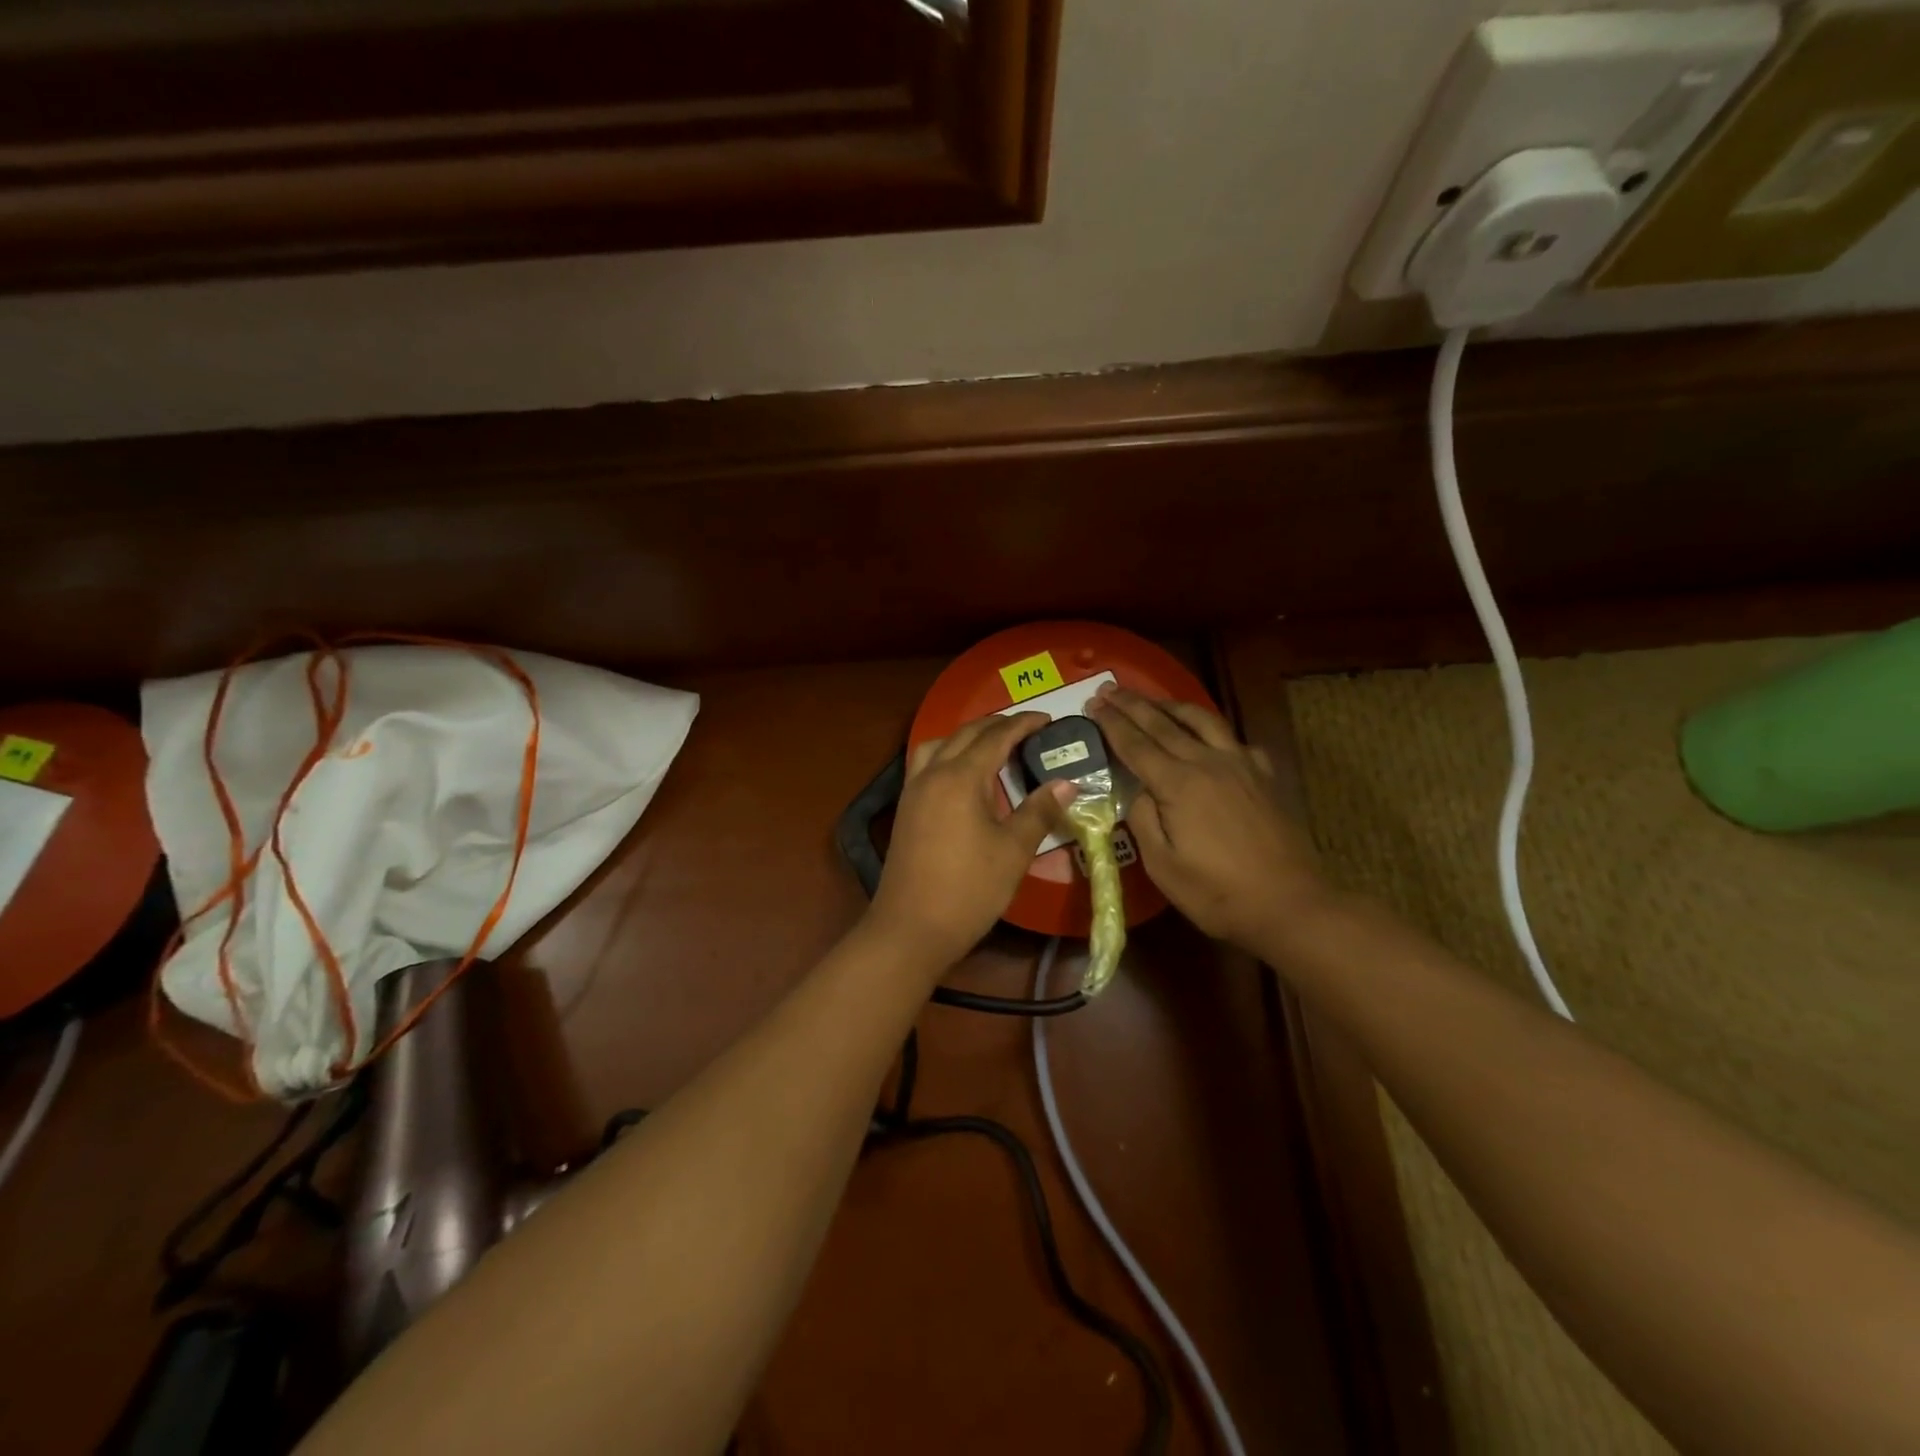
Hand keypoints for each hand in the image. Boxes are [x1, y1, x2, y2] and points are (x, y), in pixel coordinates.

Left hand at [867, 713, 1073, 970]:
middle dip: (996, 725)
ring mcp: (913, 791)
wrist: (910, 928)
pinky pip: (926, 764)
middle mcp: (932, 774)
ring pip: (938, 744)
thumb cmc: (969, 889)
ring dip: (966, 737)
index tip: (1048, 719)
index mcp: (960, 778)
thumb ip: (1039, 811)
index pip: (996, 737)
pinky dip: (947, 755)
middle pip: (965, 734)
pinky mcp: (905, 809)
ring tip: (992, 746)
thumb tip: (1067, 783)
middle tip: (1027, 728)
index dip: (1023, 724)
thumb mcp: (1013, 851)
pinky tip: (963, 776)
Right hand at [1088, 686, 1326, 949]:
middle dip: (1133, 704)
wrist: (1290, 904)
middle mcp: (1208, 762)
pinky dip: (1212, 730)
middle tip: (1109, 688)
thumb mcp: (1162, 866)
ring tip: (1153, 700)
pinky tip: (1208, 737)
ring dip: (1172, 705)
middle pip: (1164, 723)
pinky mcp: (1264, 776)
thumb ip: (1143, 820)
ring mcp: (1241, 765)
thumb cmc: (1218, 893)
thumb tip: (1139, 791)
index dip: (1112, 723)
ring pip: (1202, 720)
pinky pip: (1233, 739)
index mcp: (1178, 784)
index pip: (1136, 744)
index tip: (1093, 703)